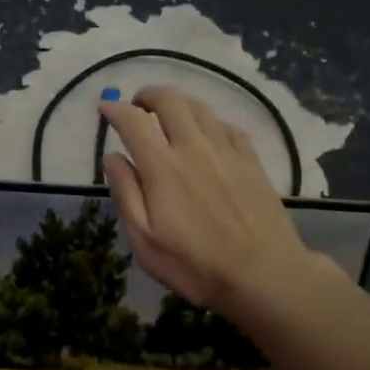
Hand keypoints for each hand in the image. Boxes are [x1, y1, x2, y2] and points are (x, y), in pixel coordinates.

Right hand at [99, 88, 314, 316]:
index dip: (114, 110)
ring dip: (178, 104)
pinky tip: (206, 135)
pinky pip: (226, 124)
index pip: (133, 121)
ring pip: (199, 107)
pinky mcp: (251, 159)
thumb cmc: (196, 265)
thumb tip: (112, 156)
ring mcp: (226, 150)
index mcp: (162, 167)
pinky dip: (207, 121)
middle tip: (137, 107)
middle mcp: (194, 147)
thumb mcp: (145, 240)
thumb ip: (126, 194)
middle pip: (169, 100)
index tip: (104, 108)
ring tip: (168, 117)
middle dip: (147, 95)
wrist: (264, 274)